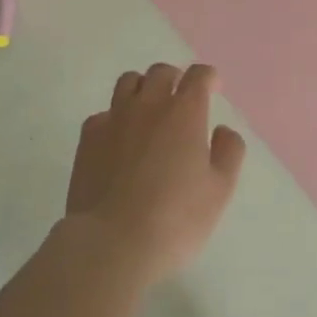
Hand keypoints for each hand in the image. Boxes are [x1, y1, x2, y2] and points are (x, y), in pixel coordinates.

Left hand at [66, 63, 245, 281]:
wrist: (112, 243)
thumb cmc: (176, 219)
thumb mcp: (220, 190)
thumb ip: (229, 152)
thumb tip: (222, 130)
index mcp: (185, 112)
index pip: (198, 76)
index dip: (208, 77)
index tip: (213, 87)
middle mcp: (149, 105)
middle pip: (161, 72)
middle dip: (175, 78)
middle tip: (180, 97)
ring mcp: (114, 119)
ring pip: (128, 82)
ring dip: (143, 88)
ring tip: (148, 109)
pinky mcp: (88, 138)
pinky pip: (103, 113)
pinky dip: (115, 118)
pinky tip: (119, 140)